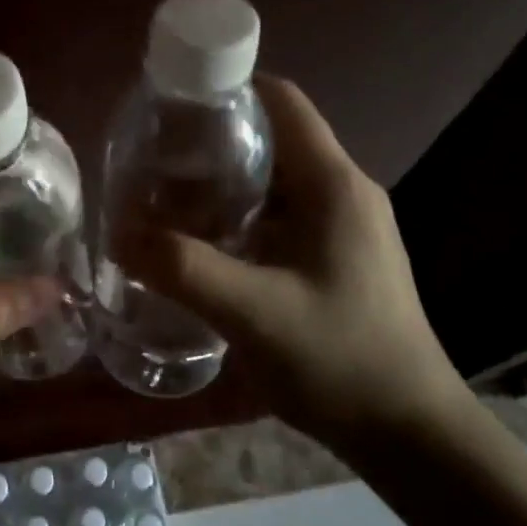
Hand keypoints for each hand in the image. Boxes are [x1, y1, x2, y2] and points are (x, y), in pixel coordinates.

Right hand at [116, 75, 467, 459]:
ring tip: (163, 199)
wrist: (409, 435)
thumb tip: (117, 233)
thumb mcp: (253, 312)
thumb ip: (182, 268)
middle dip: (210, 142)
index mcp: (333, 185)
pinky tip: (201, 243)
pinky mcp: (336, 257)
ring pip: (271, 181)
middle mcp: (342, 192)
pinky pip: (278, 216)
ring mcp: (343, 226)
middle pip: (271, 138)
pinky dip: (237, 216)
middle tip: (151, 160)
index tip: (168, 105)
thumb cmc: (341, 361)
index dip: (226, 90)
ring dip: (220, 183)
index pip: (281, 102)